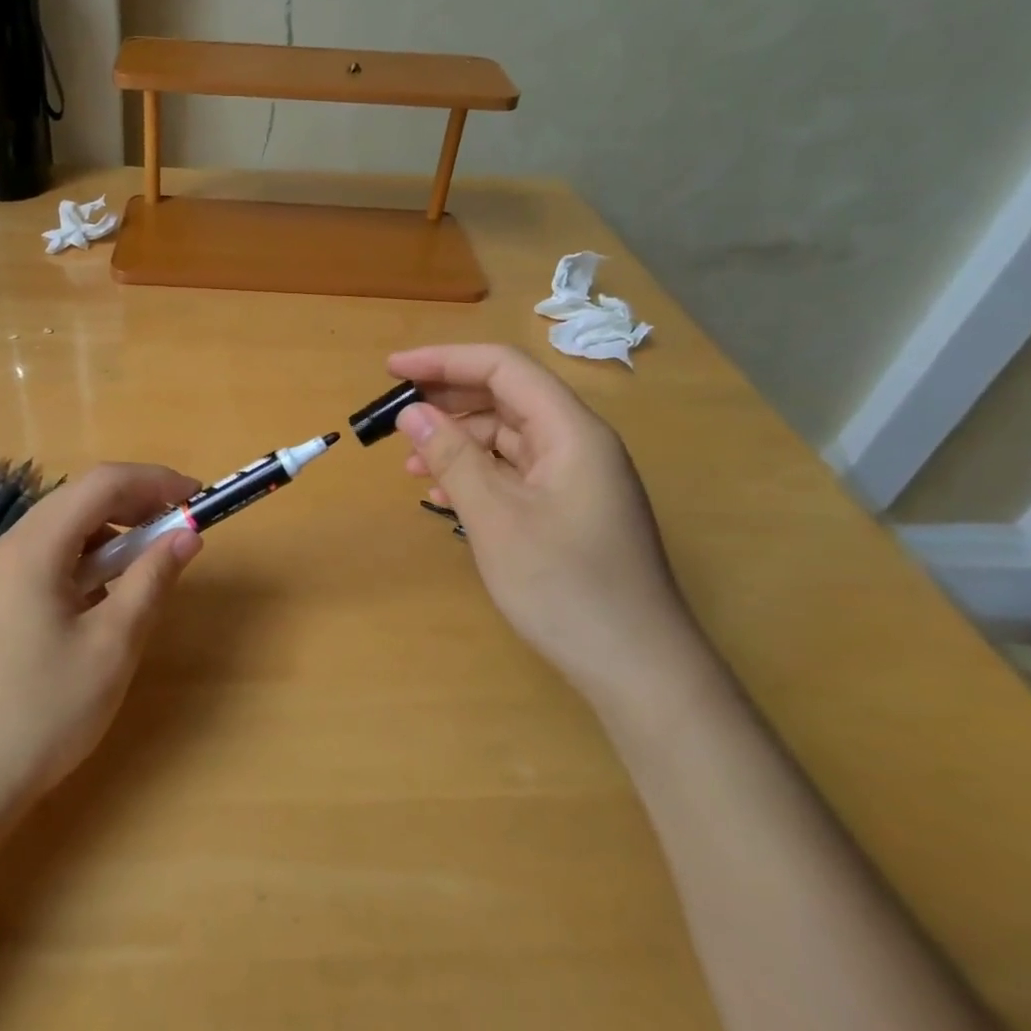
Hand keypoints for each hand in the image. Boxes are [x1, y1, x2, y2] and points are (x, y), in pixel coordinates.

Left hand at [0, 463, 202, 797]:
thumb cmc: (45, 711)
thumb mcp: (113, 645)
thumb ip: (152, 580)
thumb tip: (188, 535)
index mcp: (33, 549)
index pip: (101, 484)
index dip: (155, 480)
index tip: (197, 498)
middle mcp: (9, 548)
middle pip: (80, 498)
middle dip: (136, 501)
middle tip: (180, 526)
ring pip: (64, 527)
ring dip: (113, 530)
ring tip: (150, 560)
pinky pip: (49, 556)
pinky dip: (87, 557)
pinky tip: (108, 593)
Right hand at [388, 344, 709, 709]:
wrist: (638, 669)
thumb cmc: (565, 587)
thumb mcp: (496, 519)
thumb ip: (452, 458)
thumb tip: (411, 411)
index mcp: (571, 431)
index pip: (503, 369)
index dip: (444, 361)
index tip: (392, 370)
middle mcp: (578, 443)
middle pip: (506, 397)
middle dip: (447, 400)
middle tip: (395, 415)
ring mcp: (576, 478)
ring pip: (507, 437)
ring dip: (458, 441)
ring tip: (411, 463)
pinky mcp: (569, 509)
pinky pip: (515, 472)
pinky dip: (477, 474)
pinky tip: (444, 494)